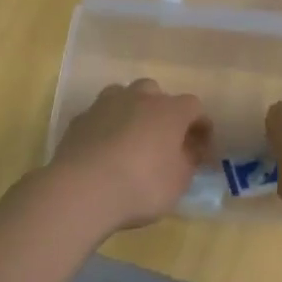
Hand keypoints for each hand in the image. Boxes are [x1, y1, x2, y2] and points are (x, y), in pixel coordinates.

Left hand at [48, 80, 211, 231]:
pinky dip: (106, 126)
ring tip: (131, 137)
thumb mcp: (179, 181)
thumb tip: (192, 150)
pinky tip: (104, 148)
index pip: (194, 106)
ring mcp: (106, 104)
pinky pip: (100, 115)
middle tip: (163, 138)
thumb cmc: (142, 185)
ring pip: (124, 96)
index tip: (201, 146)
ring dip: (132, 111)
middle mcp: (140, 98)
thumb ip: (189, 161)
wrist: (83, 189)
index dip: (200, 125)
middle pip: (156, 93)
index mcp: (170, 110)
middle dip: (162, 111)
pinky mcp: (80, 118)